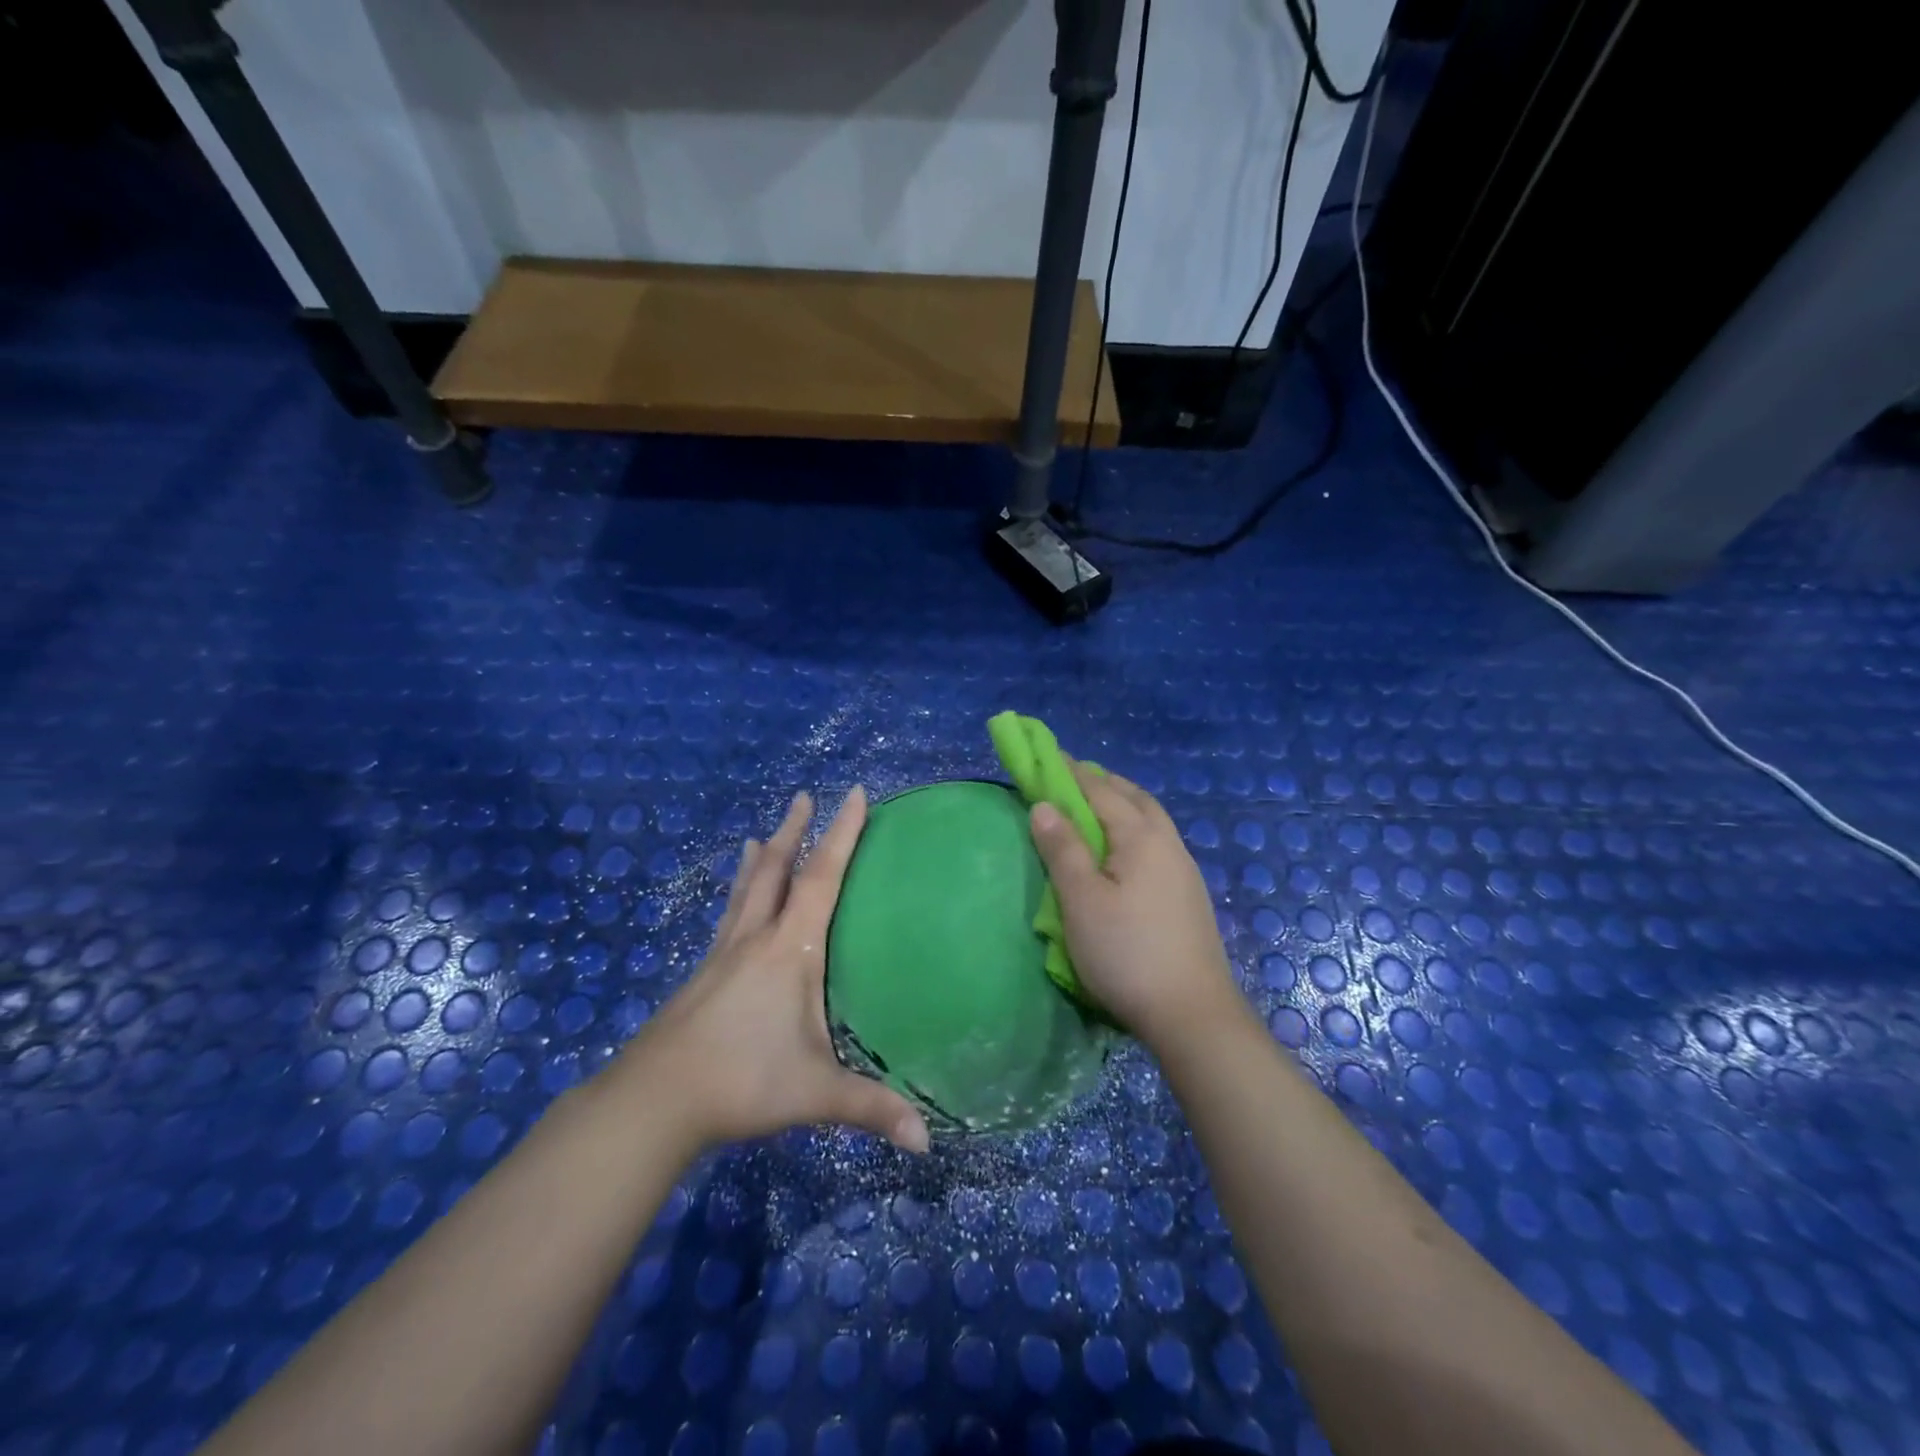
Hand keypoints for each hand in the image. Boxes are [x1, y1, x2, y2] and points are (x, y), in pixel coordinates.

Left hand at [624, 788, 929, 1154]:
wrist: (654, 1098)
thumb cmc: (741, 1080)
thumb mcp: (814, 1093)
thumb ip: (871, 1108)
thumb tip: (927, 1141)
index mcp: (789, 950)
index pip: (822, 879)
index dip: (842, 834)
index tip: (854, 793)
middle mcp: (755, 938)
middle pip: (776, 869)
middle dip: (794, 831)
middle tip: (803, 796)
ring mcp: (724, 952)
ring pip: (747, 888)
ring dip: (762, 855)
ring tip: (764, 832)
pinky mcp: (703, 972)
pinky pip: (729, 914)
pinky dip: (739, 890)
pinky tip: (735, 898)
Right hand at [1028, 764, 1242, 1048]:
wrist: (1192, 1013)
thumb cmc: (1126, 952)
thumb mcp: (1081, 900)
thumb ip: (1062, 849)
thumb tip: (1043, 805)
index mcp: (1141, 836)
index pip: (1099, 790)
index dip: (1070, 773)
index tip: (1046, 755)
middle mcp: (1168, 843)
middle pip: (1133, 797)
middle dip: (1101, 783)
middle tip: (1069, 779)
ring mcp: (1184, 869)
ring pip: (1150, 819)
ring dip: (1121, 804)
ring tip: (1093, 810)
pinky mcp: (1188, 895)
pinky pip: (1157, 842)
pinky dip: (1133, 828)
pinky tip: (1123, 851)